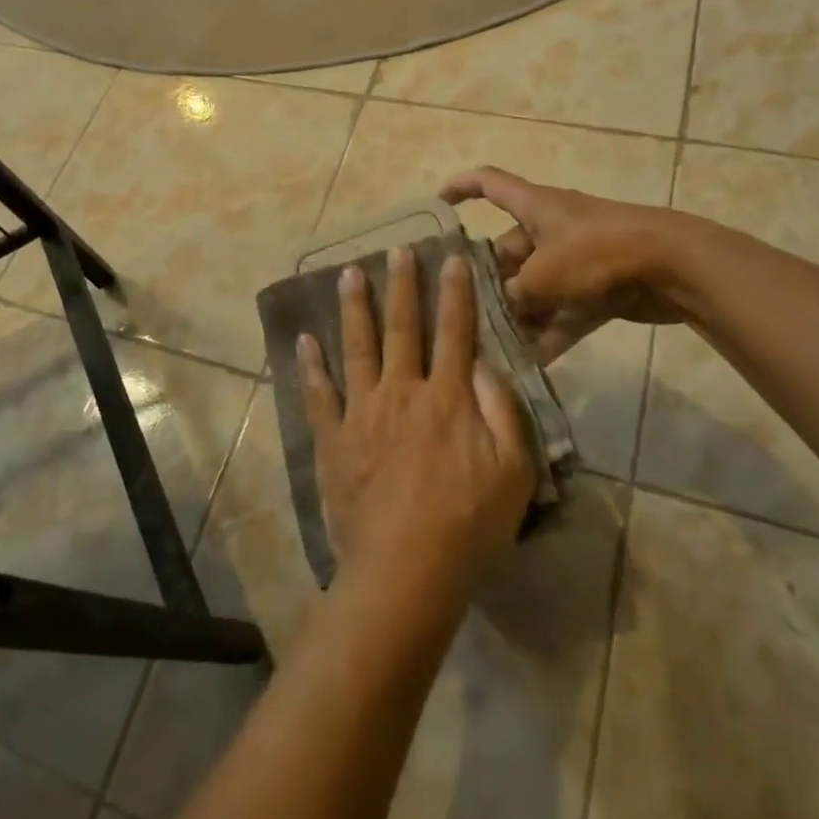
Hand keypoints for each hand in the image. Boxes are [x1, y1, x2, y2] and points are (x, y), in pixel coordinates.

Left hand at [296, 247, 536, 593]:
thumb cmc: (468, 524)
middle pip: (402, 327)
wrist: (407, 569)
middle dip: (402, 285)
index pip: (454, 332)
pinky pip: (318, 394)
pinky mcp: (334, 437)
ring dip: (354, 307)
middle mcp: (402, 391)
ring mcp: (363, 412)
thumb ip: (502, 410)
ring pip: (357, 347)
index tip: (451, 257)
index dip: (455, 293)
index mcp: (447, 397)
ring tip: (348, 273)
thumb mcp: (514, 471)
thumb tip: (483, 362)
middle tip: (397, 249)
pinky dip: (310, 365)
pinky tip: (304, 339)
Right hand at [441, 166, 698, 362]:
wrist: (673, 266)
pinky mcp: (598, 289)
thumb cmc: (597, 253)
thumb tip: (503, 306)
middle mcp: (551, 229)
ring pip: (536, 287)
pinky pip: (564, 312)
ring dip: (519, 315)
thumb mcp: (544, 274)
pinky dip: (550, 334)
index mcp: (534, 207)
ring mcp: (576, 260)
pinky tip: (530, 364)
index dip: (461, 188)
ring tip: (492, 346)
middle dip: (489, 283)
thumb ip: (515, 293)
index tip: (437, 204)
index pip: (489, 183)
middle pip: (508, 251)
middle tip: (464, 314)